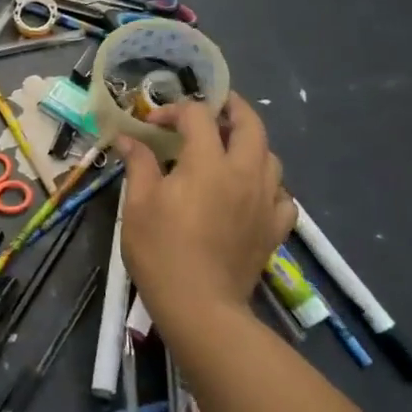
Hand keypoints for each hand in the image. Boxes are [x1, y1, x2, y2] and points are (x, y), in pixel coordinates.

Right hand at [116, 93, 296, 329]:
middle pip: (251, 125)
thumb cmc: (160, 250)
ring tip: (230, 148)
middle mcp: (244, 173)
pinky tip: (252, 191)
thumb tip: (128, 139)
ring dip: (251, 144)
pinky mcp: (275, 228)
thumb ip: (139, 164)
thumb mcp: (137, 204)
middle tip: (214, 107)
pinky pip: (283, 195)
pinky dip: (269, 185)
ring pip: (271, 157)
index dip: (174, 111)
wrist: (199, 305)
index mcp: (207, 163)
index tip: (153, 124)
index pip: (198, 116)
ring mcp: (265, 201)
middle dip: (232, 108)